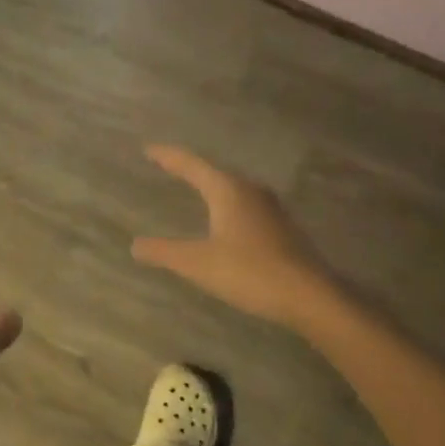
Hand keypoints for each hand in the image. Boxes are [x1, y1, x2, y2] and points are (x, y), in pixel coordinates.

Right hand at [132, 144, 335, 330]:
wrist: (309, 296)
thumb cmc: (250, 272)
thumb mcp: (198, 263)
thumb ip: (164, 251)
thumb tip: (135, 245)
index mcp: (227, 190)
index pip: (191, 164)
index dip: (168, 156)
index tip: (149, 150)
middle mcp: (250, 191)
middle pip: (213, 173)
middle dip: (189, 169)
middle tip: (168, 167)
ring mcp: (270, 208)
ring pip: (233, 188)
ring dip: (211, 186)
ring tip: (194, 188)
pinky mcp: (281, 227)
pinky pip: (245, 205)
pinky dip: (226, 204)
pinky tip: (225, 219)